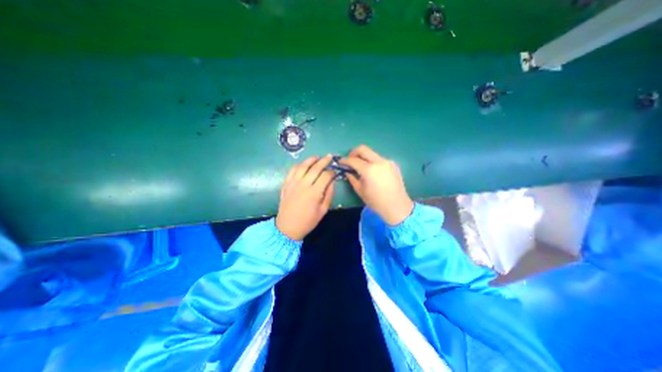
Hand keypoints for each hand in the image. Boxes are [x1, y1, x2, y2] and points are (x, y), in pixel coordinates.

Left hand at [276, 153, 335, 239]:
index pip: (325, 176)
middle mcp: (303, 185)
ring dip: (311, 160)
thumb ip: (328, 194)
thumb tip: (332, 182)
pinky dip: (299, 165)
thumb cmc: (307, 221)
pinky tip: (303, 164)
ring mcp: (293, 183)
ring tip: (317, 157)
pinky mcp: (286, 184)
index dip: (332, 172)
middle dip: (324, 161)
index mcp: (314, 193)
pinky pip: (292, 170)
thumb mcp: (322, 210)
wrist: (287, 227)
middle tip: (329, 157)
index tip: (335, 172)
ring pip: (302, 166)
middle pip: (315, 168)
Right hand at [339, 145, 411, 226]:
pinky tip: (372, 171)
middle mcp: (378, 162)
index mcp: (369, 170)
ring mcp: (387, 162)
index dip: (345, 160)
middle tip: (349, 160)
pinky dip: (372, 161)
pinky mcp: (393, 164)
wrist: (397, 206)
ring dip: (363, 157)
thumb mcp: (360, 191)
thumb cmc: (376, 202)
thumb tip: (347, 171)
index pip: (353, 160)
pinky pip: (379, 158)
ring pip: (372, 153)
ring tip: (360, 166)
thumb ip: (352, 178)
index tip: (340, 162)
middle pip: (363, 149)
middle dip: (353, 152)